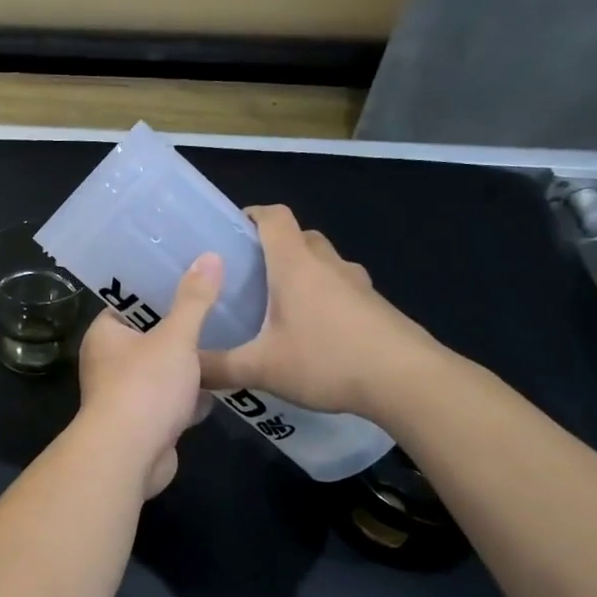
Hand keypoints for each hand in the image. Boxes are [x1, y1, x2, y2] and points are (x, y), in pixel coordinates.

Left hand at [75, 253, 222, 496]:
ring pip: (162, 370)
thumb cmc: (145, 387)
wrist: (130, 456)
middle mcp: (108, 361)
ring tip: (228, 339)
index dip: (158, 288)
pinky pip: (170, 400)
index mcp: (105, 334)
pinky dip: (191, 396)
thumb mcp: (175, 337)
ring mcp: (125, 393)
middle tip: (219, 305)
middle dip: (180, 328)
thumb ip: (194, 300)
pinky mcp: (143, 421)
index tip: (191, 274)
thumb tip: (209, 256)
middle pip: (149, 336)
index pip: (131, 302)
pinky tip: (223, 385)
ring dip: (188, 364)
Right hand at [199, 205, 443, 419]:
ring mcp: (359, 285)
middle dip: (275, 246)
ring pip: (326, 262)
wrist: (410, 382)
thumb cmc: (328, 360)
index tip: (232, 230)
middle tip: (250, 274)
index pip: (274, 217)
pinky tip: (316, 333)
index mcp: (295, 265)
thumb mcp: (261, 368)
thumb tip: (185, 370)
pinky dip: (327, 297)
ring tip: (281, 304)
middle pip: (301, 236)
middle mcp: (328, 265)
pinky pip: (345, 289)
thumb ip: (218, 368)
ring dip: (305, 271)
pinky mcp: (378, 308)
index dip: (252, 214)